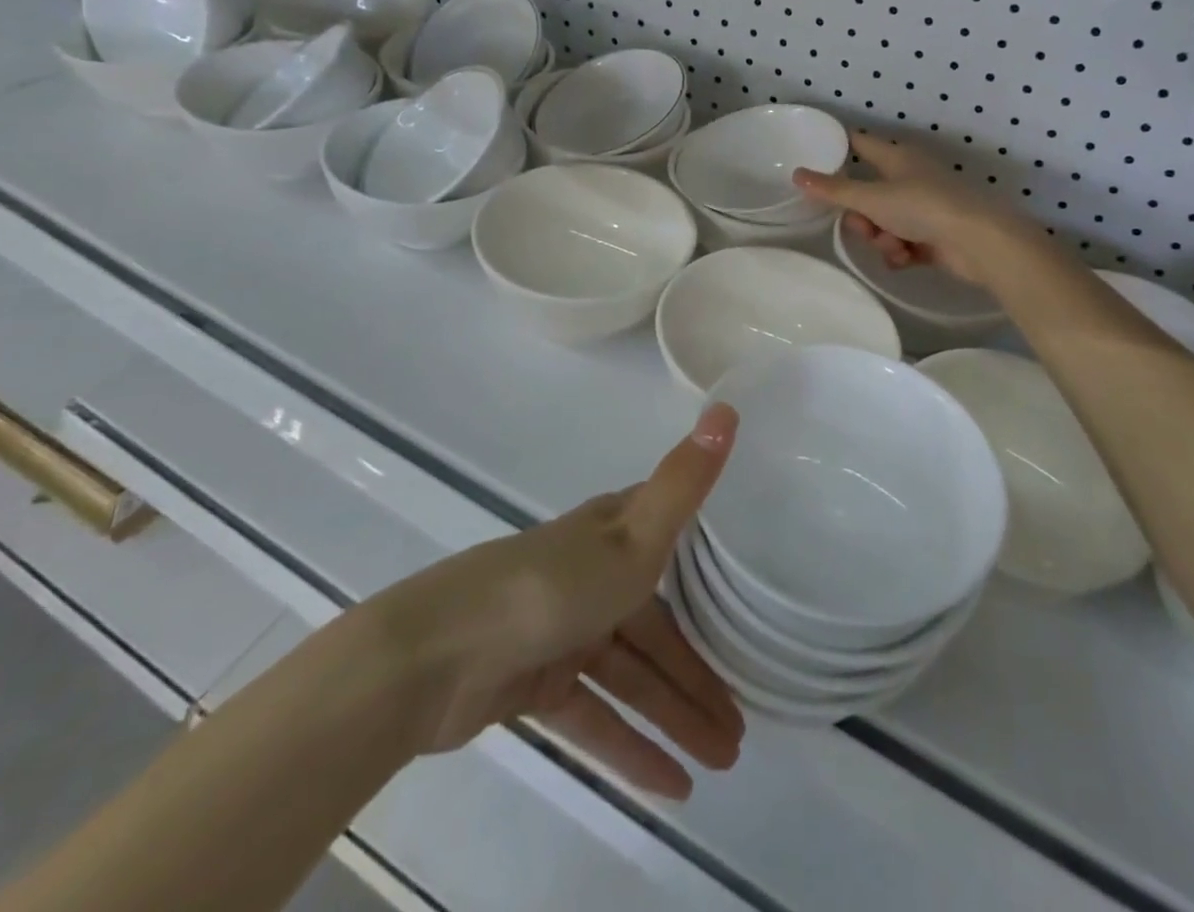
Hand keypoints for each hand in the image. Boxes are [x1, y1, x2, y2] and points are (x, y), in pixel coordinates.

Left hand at [382, 405, 744, 798]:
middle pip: (657, 629)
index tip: (754, 612)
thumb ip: (685, 480)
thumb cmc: (552, 587)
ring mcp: (563, 630)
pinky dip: (631, 747)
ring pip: (631, 677)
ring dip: (675, 717)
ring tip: (722, 763)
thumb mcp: (634, 535)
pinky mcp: (536, 681)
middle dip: (699, 675)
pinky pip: (595, 715)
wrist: (440, 654)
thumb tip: (727, 406)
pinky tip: (671, 787)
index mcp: (614, 534)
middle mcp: (592, 577)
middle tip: (741, 729)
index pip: (678, 551)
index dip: (714, 582)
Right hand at [793, 133, 1036, 285]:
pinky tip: (906, 259)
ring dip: (881, 238)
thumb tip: (797, 173)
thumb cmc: (923, 208)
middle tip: (864, 226)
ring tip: (894, 246)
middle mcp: (910, 178)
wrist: (978, 242)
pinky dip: (899, 252)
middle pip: (867, 193)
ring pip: (883, 222)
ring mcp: (923, 208)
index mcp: (897, 158)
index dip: (839, 147)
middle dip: (861, 216)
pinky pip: (901, 243)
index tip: (815, 157)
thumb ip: (833, 190)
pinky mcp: (934, 236)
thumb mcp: (872, 199)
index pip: (860, 143)